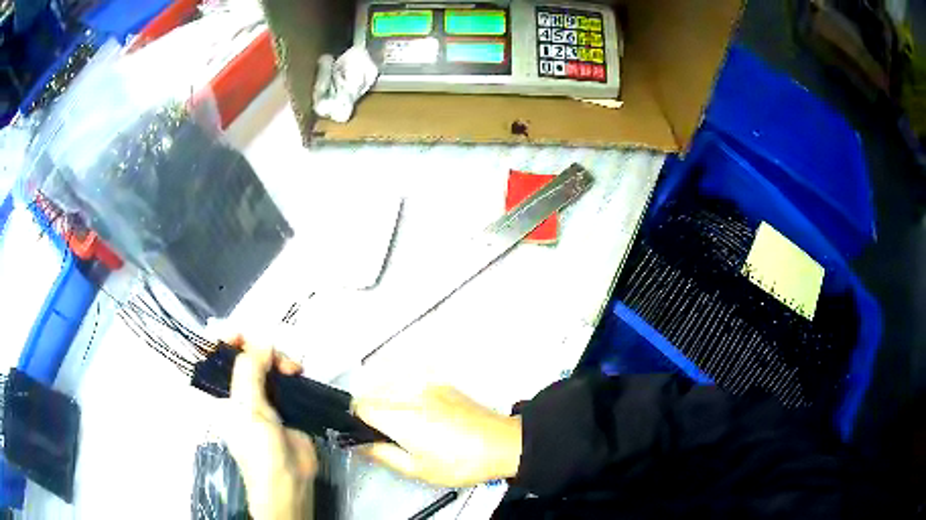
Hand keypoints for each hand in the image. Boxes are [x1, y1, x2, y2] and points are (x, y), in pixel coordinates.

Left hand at [225, 337, 316, 519]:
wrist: (288, 480)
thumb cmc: (258, 447)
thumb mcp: (248, 407)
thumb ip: (250, 370)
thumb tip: (261, 340)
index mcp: (224, 394)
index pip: (219, 359)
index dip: (227, 342)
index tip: (243, 332)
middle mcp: (242, 393)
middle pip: (247, 358)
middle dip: (261, 350)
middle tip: (276, 356)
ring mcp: (265, 400)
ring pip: (268, 367)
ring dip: (279, 360)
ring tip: (293, 368)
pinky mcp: (286, 406)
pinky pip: (286, 380)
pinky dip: (292, 372)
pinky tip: (299, 373)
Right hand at [352, 384, 521, 486]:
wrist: (502, 444)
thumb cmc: (465, 461)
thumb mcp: (418, 469)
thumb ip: (382, 455)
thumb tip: (361, 446)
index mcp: (400, 417)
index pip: (360, 407)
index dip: (357, 422)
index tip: (364, 434)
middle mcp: (410, 395)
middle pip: (373, 395)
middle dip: (372, 414)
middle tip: (387, 437)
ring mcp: (427, 386)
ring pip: (390, 388)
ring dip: (388, 404)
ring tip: (408, 429)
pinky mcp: (441, 385)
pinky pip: (411, 385)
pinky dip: (407, 398)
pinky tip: (423, 418)